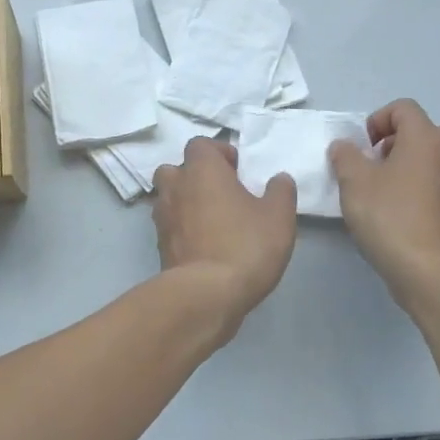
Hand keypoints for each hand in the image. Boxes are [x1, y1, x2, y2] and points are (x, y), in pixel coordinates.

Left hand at [152, 137, 297, 327]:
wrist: (206, 295)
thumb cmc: (245, 245)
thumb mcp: (278, 217)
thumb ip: (280, 191)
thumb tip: (278, 179)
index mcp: (201, 170)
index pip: (200, 144)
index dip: (219, 152)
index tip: (238, 170)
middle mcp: (175, 187)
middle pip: (176, 169)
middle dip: (195, 176)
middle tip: (221, 193)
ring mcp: (162, 217)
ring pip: (169, 198)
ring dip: (186, 202)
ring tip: (213, 220)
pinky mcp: (159, 246)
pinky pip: (170, 226)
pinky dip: (183, 229)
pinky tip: (205, 245)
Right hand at [329, 99, 439, 301]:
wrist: (428, 270)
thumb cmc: (389, 217)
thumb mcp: (354, 182)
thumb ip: (345, 156)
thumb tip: (345, 147)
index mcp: (426, 137)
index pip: (403, 108)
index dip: (377, 120)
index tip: (362, 148)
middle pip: (423, 130)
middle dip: (395, 141)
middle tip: (374, 164)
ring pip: (431, 157)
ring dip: (406, 164)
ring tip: (381, 191)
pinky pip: (437, 182)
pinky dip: (418, 186)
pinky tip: (397, 213)